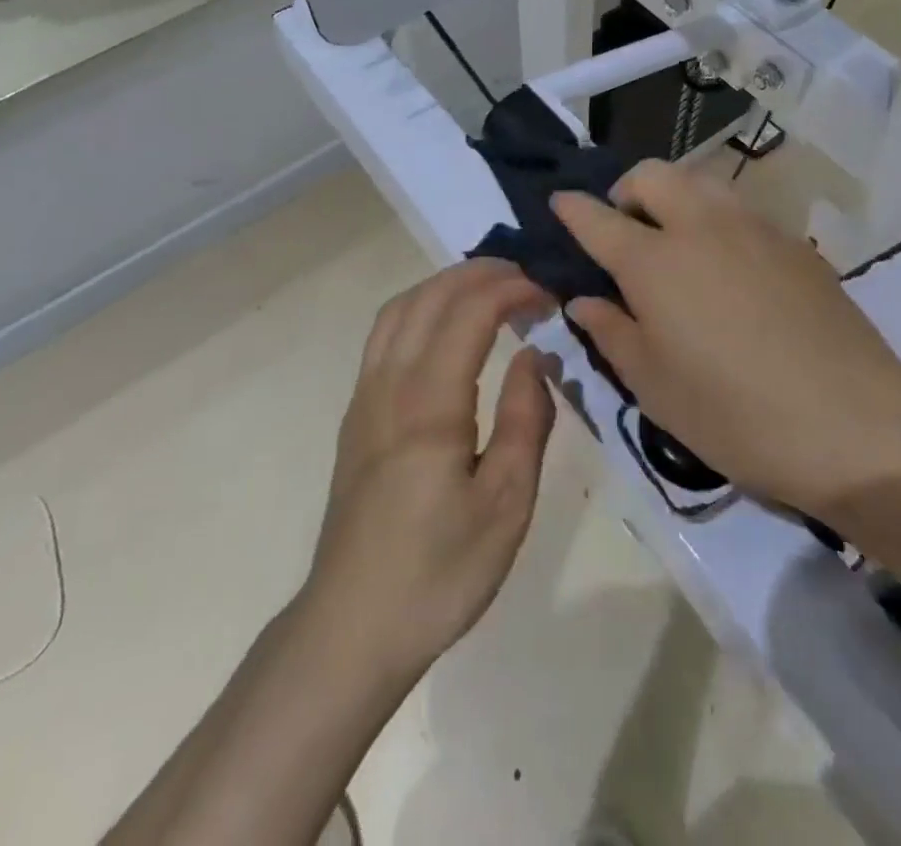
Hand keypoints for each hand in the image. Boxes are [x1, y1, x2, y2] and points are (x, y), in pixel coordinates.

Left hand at [305, 260, 555, 684]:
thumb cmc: (439, 572)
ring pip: (399, 309)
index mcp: (429, 403)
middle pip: (429, 297)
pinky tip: (445, 329)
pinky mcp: (356, 415)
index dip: (511, 289)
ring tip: (489, 290)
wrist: (351, 627)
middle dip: (480, 273)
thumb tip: (534, 355)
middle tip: (526, 277)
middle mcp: (389, 384)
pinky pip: (384, 334)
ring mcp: (365, 396)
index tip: (549, 291)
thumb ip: (526, 420)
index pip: (469, 313)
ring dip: (445, 284)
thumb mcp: (506, 505)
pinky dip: (420, 308)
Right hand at [554, 162, 900, 520]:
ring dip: (674, 196)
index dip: (571, 207)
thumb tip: (584, 299)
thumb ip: (611, 332)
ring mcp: (753, 228)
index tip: (557, 203)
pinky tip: (726, 266)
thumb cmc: (734, 413)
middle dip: (625, 188)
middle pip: (653, 174)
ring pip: (701, 181)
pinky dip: (715, 218)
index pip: (597, 217)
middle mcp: (700, 226)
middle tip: (624, 230)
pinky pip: (740, 209)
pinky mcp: (794, 243)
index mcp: (654, 261)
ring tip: (674, 242)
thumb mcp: (654, 386)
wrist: (853, 423)